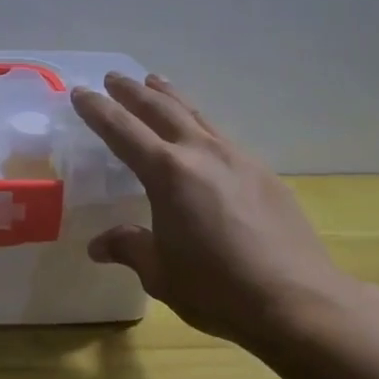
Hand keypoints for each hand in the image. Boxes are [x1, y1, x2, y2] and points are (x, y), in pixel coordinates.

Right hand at [71, 74, 359, 346]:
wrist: (298, 301)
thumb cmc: (217, 289)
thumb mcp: (160, 273)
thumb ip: (129, 248)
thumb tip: (99, 245)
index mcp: (168, 173)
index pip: (122, 130)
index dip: (98, 110)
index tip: (80, 92)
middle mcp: (202, 153)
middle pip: (161, 109)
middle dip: (133, 92)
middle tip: (114, 78)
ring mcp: (238, 159)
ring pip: (197, 115)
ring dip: (171, 97)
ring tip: (156, 83)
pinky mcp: (263, 173)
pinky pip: (222, 136)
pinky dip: (200, 124)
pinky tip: (201, 135)